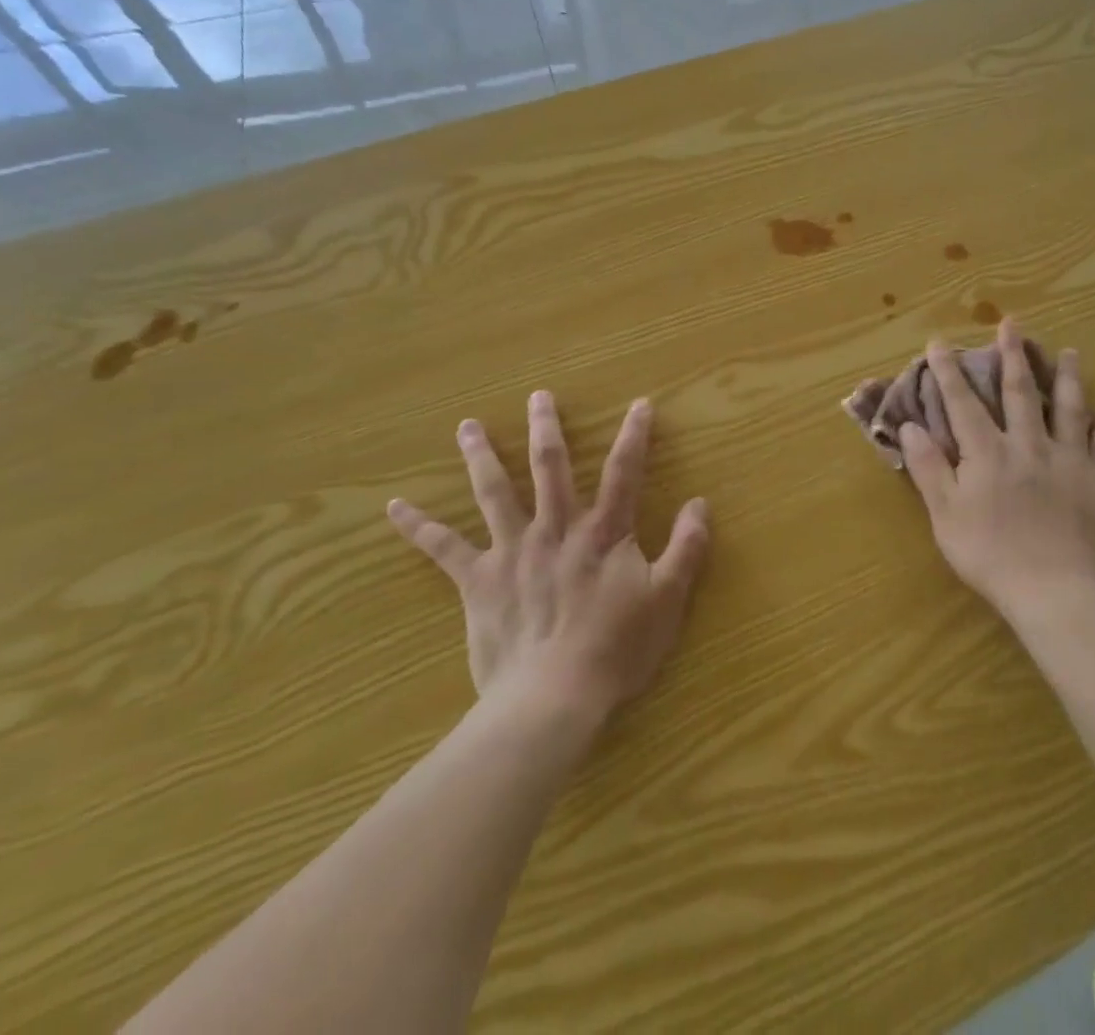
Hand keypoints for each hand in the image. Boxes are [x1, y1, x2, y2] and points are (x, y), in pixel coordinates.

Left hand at [385, 392, 709, 725]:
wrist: (553, 697)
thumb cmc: (615, 649)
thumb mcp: (667, 599)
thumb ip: (686, 548)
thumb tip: (699, 503)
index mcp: (601, 532)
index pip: (623, 472)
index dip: (634, 436)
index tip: (640, 404)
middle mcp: (554, 529)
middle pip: (550, 466)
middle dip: (546, 428)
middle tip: (537, 396)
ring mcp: (512, 551)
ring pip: (494, 492)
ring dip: (481, 456)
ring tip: (467, 426)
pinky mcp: (478, 581)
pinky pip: (443, 549)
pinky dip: (419, 526)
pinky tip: (394, 508)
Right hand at [899, 319, 1094, 623]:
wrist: (1058, 592)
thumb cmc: (991, 555)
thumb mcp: (945, 515)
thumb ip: (928, 467)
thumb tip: (911, 425)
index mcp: (987, 453)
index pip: (963, 403)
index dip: (949, 371)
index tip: (939, 342)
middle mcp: (1028, 445)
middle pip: (1020, 393)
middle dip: (1012, 356)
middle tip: (1012, 324)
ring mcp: (1068, 461)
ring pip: (1069, 408)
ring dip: (1067, 377)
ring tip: (1069, 352)